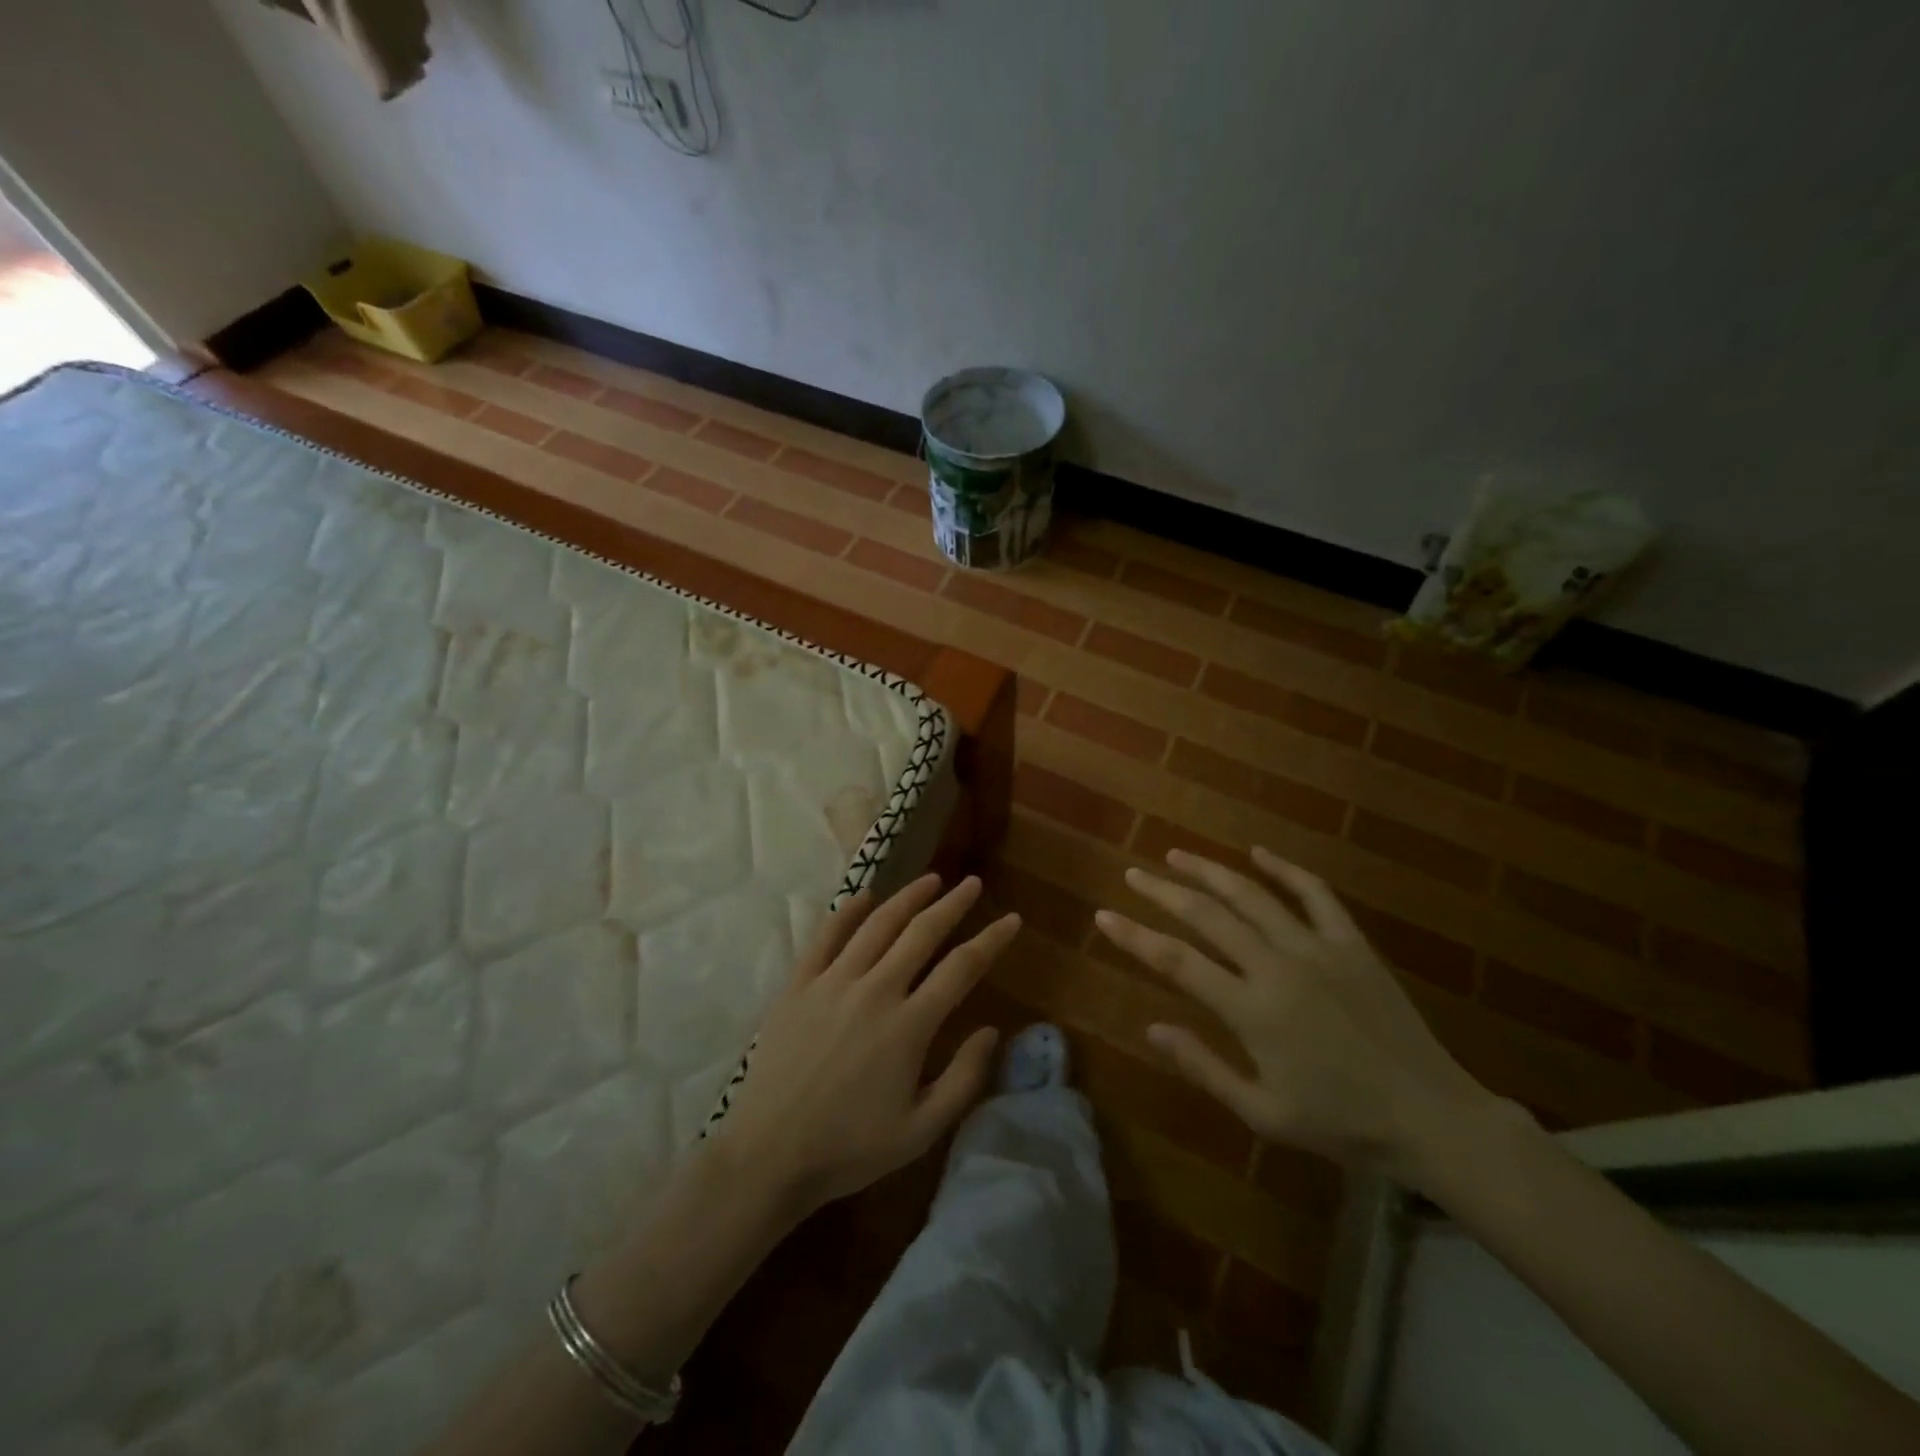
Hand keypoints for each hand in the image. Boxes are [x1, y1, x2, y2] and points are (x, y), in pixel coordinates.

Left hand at [710, 874, 1018, 1216]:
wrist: (769, 1154)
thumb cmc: (850, 1147)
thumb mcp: (921, 1130)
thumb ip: (964, 1078)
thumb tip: (992, 1031)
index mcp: (909, 1025)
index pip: (961, 968)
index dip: (991, 940)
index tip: (1012, 920)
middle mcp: (875, 990)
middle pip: (921, 933)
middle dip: (952, 904)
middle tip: (972, 884)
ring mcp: (833, 982)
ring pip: (877, 925)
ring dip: (907, 898)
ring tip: (930, 880)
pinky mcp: (799, 985)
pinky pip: (826, 936)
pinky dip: (848, 911)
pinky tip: (864, 895)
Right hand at [1095, 846, 1496, 1183]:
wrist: (1431, 1116)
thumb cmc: (1341, 1123)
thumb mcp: (1264, 1112)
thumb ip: (1204, 1066)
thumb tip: (1152, 1028)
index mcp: (1252, 1010)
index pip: (1176, 960)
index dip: (1135, 936)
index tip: (1104, 915)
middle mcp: (1277, 966)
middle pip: (1207, 915)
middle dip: (1164, 891)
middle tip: (1134, 873)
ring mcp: (1317, 948)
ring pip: (1252, 895)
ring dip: (1211, 871)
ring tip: (1178, 855)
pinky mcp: (1352, 943)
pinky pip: (1315, 894)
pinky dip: (1285, 868)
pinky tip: (1259, 852)